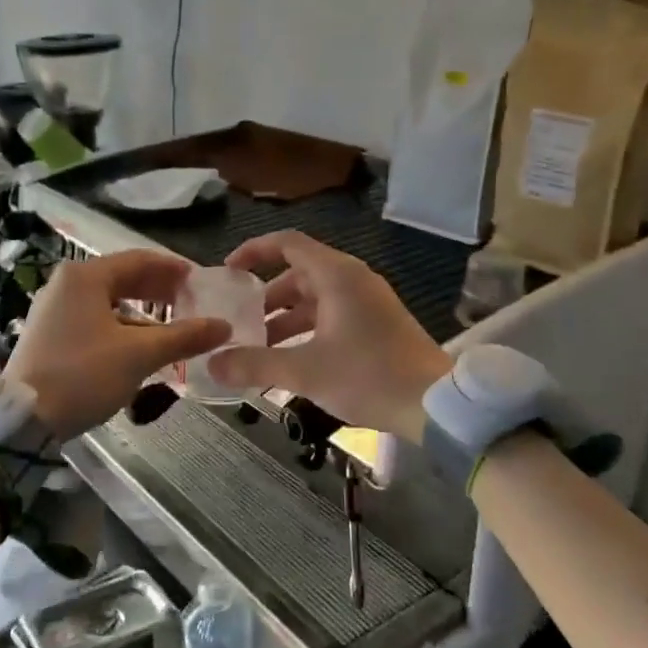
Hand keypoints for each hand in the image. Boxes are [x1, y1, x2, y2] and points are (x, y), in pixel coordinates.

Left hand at [6, 250, 228, 438]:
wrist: (24, 418)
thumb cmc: (84, 374)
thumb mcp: (139, 355)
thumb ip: (183, 336)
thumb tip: (224, 326)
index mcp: (85, 276)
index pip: (139, 260)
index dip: (174, 269)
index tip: (201, 281)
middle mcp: (66, 284)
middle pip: (122, 278)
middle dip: (159, 290)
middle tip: (191, 302)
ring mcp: (53, 309)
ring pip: (108, 301)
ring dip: (142, 312)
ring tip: (172, 328)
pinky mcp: (49, 334)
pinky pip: (94, 319)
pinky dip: (121, 326)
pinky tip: (141, 346)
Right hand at [207, 231, 450, 442]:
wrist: (435, 404)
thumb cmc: (368, 376)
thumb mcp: (304, 371)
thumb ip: (254, 364)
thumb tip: (212, 363)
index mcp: (336, 275)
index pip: (287, 243)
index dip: (253, 251)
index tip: (228, 272)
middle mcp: (352, 279)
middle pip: (297, 274)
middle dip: (265, 297)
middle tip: (238, 321)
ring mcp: (367, 301)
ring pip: (314, 298)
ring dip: (284, 318)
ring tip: (258, 347)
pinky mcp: (376, 323)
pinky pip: (330, 314)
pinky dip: (306, 329)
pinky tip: (290, 359)